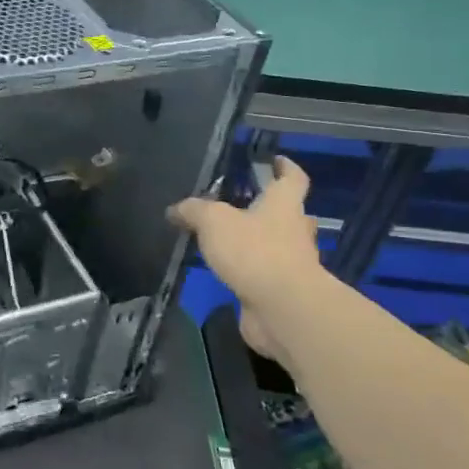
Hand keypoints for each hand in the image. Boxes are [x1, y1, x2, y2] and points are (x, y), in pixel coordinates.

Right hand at [170, 156, 319, 362]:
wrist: (283, 308)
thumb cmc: (254, 252)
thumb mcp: (213, 221)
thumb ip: (194, 211)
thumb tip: (174, 210)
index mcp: (283, 205)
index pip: (292, 178)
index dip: (285, 168)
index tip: (277, 160)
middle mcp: (294, 231)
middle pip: (289, 214)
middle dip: (271, 210)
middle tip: (245, 206)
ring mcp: (293, 264)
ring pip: (279, 246)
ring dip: (260, 243)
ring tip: (229, 241)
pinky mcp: (283, 292)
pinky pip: (266, 275)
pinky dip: (250, 272)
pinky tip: (228, 273)